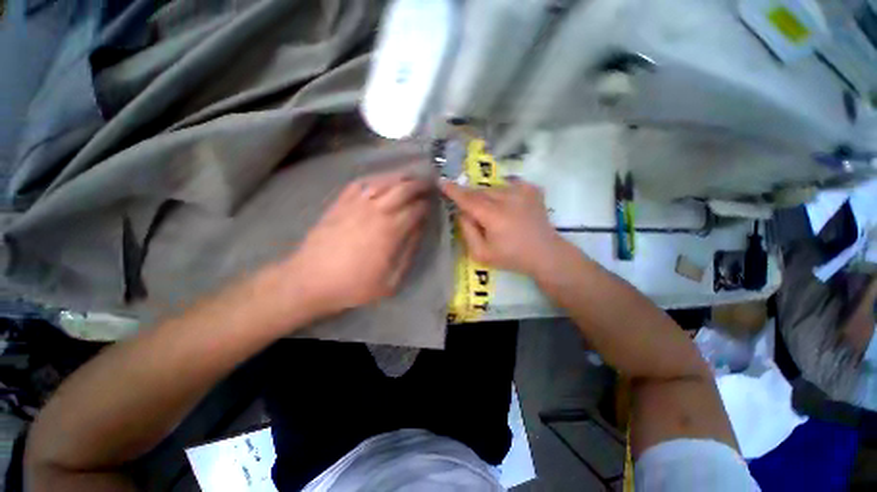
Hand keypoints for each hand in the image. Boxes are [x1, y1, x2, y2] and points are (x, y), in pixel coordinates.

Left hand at [287, 170, 430, 314]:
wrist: (311, 280)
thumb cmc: (354, 284)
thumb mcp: (390, 280)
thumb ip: (408, 253)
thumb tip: (419, 231)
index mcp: (391, 230)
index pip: (416, 209)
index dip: (426, 205)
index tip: (432, 204)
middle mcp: (376, 211)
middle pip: (403, 188)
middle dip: (419, 184)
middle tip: (428, 184)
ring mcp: (356, 204)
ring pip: (383, 181)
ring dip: (400, 177)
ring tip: (409, 177)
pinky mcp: (340, 203)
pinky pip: (361, 183)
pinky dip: (375, 178)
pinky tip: (380, 181)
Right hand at [439, 178, 563, 276]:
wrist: (545, 254)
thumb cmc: (512, 257)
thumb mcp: (481, 254)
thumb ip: (467, 231)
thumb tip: (462, 212)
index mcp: (494, 216)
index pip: (468, 199)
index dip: (453, 191)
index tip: (441, 182)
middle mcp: (508, 199)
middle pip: (480, 191)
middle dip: (470, 197)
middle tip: (471, 211)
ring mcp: (522, 192)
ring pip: (494, 187)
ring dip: (487, 196)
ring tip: (492, 212)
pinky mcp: (532, 190)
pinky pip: (509, 184)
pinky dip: (503, 192)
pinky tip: (507, 204)